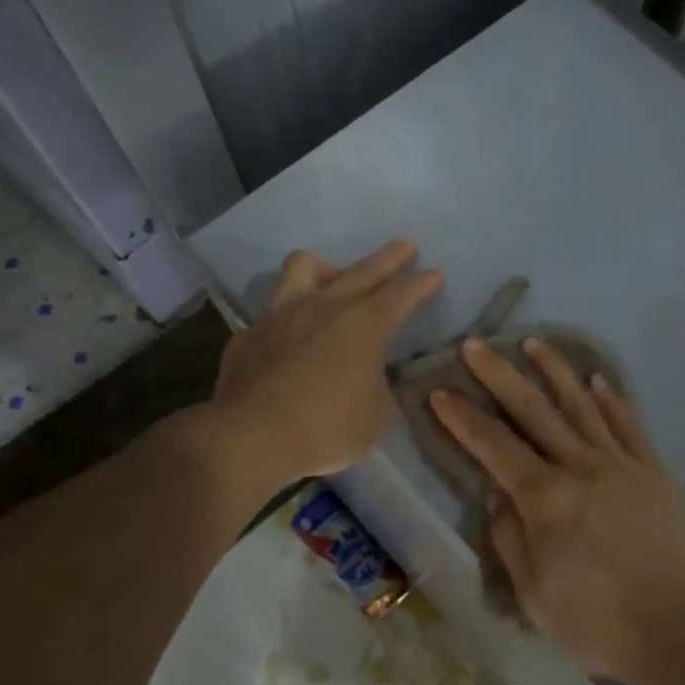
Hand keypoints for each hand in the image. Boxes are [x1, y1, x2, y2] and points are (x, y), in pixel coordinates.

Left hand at [213, 239, 441, 482]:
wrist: (251, 438)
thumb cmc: (327, 428)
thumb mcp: (375, 415)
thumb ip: (377, 386)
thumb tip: (369, 378)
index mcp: (364, 324)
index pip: (401, 294)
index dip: (421, 283)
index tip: (434, 273)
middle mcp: (325, 307)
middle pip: (362, 270)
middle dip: (388, 258)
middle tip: (404, 246)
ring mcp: (282, 315)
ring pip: (303, 266)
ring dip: (326, 269)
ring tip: (333, 279)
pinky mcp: (249, 334)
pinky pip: (273, 312)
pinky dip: (288, 318)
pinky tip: (290, 338)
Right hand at [429, 337, 684, 684]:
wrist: (674, 630)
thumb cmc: (593, 620)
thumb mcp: (532, 590)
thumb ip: (509, 534)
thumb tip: (498, 491)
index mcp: (545, 497)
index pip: (493, 445)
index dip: (463, 417)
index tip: (440, 392)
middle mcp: (580, 466)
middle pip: (533, 409)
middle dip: (499, 374)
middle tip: (476, 345)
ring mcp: (621, 463)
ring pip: (582, 404)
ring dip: (555, 370)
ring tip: (533, 343)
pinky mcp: (653, 471)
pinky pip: (629, 424)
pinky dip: (612, 399)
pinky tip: (598, 379)